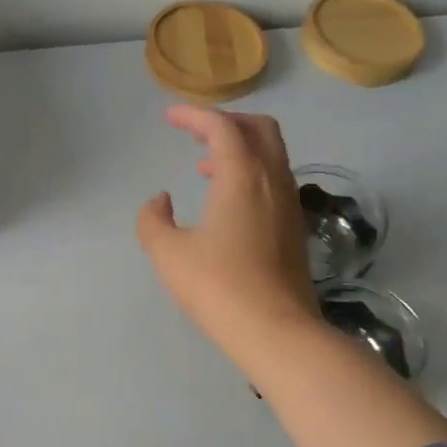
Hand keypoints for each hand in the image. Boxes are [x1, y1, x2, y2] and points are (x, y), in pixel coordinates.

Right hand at [137, 105, 319, 364]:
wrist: (276, 331)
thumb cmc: (218, 287)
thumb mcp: (168, 254)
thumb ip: (153, 219)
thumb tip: (160, 200)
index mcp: (243, 176)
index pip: (222, 127)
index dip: (194, 116)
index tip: (169, 117)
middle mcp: (273, 180)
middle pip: (259, 129)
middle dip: (227, 122)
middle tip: (197, 133)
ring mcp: (289, 204)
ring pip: (271, 155)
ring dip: (239, 149)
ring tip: (205, 168)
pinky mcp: (294, 228)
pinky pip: (274, 180)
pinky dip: (250, 174)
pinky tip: (227, 203)